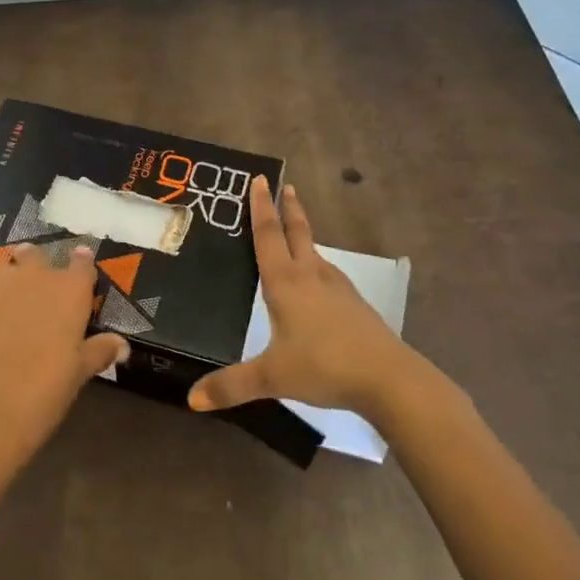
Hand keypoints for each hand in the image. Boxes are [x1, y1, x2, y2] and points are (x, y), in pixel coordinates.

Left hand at [0, 242, 127, 469]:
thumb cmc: (40, 396)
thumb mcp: (76, 375)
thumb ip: (98, 351)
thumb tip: (122, 344)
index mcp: (69, 291)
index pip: (82, 263)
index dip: (81, 265)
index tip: (79, 266)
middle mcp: (34, 273)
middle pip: (37, 256)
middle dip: (35, 269)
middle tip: (31, 294)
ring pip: (1, 264)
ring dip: (3, 278)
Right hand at [188, 177, 421, 419]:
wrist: (389, 378)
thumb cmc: (324, 368)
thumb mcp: (272, 378)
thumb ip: (231, 387)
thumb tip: (191, 400)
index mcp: (286, 283)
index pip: (268, 236)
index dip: (261, 207)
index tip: (260, 179)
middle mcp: (311, 276)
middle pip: (297, 233)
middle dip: (288, 209)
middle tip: (284, 185)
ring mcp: (338, 289)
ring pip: (315, 253)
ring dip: (303, 235)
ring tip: (293, 231)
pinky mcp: (354, 305)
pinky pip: (328, 274)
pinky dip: (316, 265)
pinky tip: (317, 280)